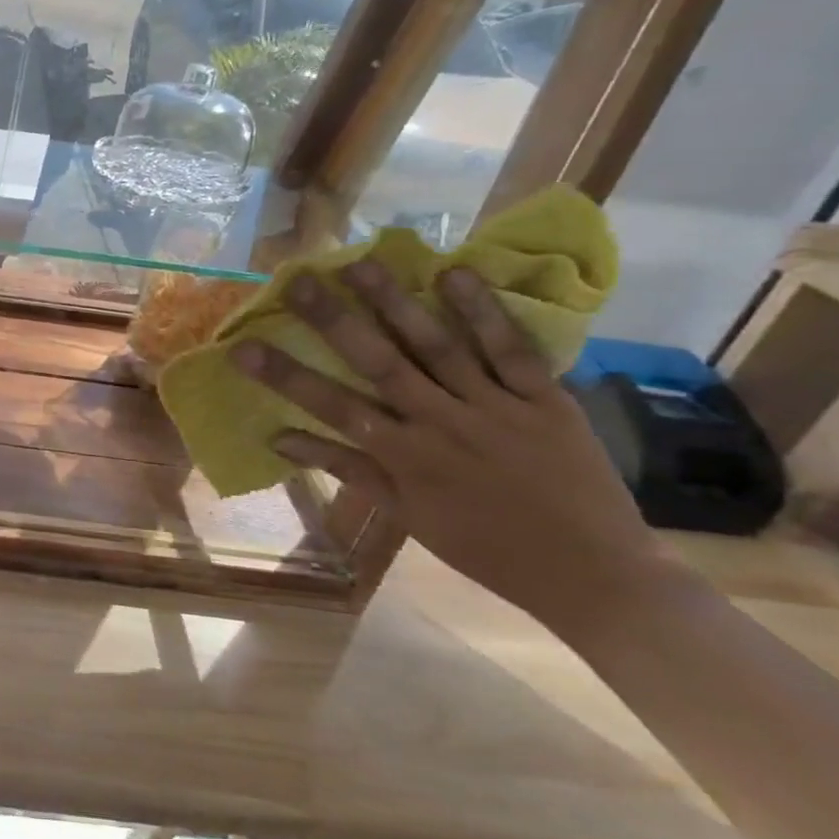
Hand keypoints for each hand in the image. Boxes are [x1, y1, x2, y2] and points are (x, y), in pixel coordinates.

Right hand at [236, 260, 667, 632]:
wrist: (595, 575)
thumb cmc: (486, 548)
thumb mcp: (407, 516)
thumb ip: (347, 470)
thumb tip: (280, 439)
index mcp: (406, 457)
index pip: (332, 407)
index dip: (284, 376)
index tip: (243, 346)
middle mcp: (443, 423)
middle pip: (380, 363)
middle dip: (335, 320)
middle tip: (299, 281)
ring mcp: (497, 407)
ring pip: (438, 347)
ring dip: (397, 304)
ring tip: (361, 263)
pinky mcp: (547, 399)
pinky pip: (512, 351)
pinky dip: (484, 313)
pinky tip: (454, 275)